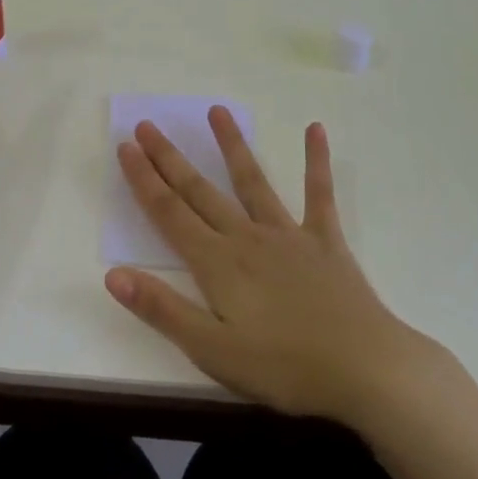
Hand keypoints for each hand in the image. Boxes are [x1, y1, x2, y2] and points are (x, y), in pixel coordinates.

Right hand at [107, 108, 438, 427]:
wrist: (364, 368)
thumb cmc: (284, 367)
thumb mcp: (212, 350)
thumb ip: (162, 309)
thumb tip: (113, 273)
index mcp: (217, 263)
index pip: (169, 213)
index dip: (144, 180)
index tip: (126, 147)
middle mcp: (246, 237)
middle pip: (200, 191)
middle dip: (170, 158)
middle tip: (148, 124)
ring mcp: (287, 233)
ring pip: (252, 181)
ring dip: (232, 145)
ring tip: (217, 110)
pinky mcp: (324, 239)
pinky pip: (318, 194)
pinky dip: (316, 161)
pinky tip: (315, 129)